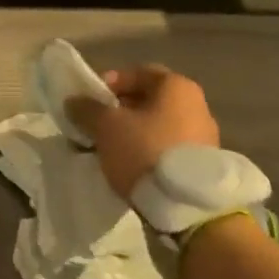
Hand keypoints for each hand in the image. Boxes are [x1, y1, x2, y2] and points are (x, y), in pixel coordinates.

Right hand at [66, 65, 219, 202]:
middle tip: (97, 125)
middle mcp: (197, 106)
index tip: (92, 100)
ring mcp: (204, 137)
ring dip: (132, 133)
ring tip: (109, 149)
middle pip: (149, 100)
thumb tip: (74, 102)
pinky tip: (130, 167)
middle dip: (119, 110)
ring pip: (157, 126)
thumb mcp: (106, 125)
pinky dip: (147, 152)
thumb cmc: (145, 150)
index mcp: (177, 87)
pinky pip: (167, 148)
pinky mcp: (204, 166)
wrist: (188, 206)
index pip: (138, 72)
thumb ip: (87, 108)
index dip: (111, 81)